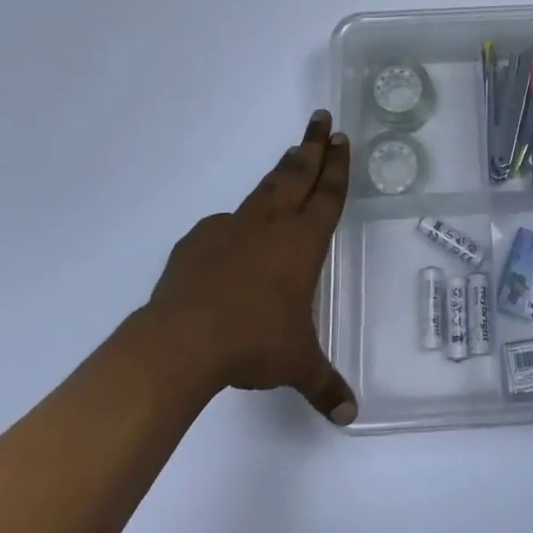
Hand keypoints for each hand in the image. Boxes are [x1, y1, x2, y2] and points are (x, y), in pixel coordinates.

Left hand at [146, 111, 356, 425]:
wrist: (183, 340)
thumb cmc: (253, 343)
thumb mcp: (296, 365)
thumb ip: (324, 384)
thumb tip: (349, 415)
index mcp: (302, 243)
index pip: (328, 194)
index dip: (337, 166)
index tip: (341, 138)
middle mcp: (272, 225)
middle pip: (298, 174)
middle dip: (313, 145)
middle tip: (322, 117)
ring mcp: (233, 228)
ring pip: (265, 188)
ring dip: (281, 169)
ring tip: (292, 152)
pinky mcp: (199, 241)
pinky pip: (223, 224)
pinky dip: (235, 222)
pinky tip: (232, 234)